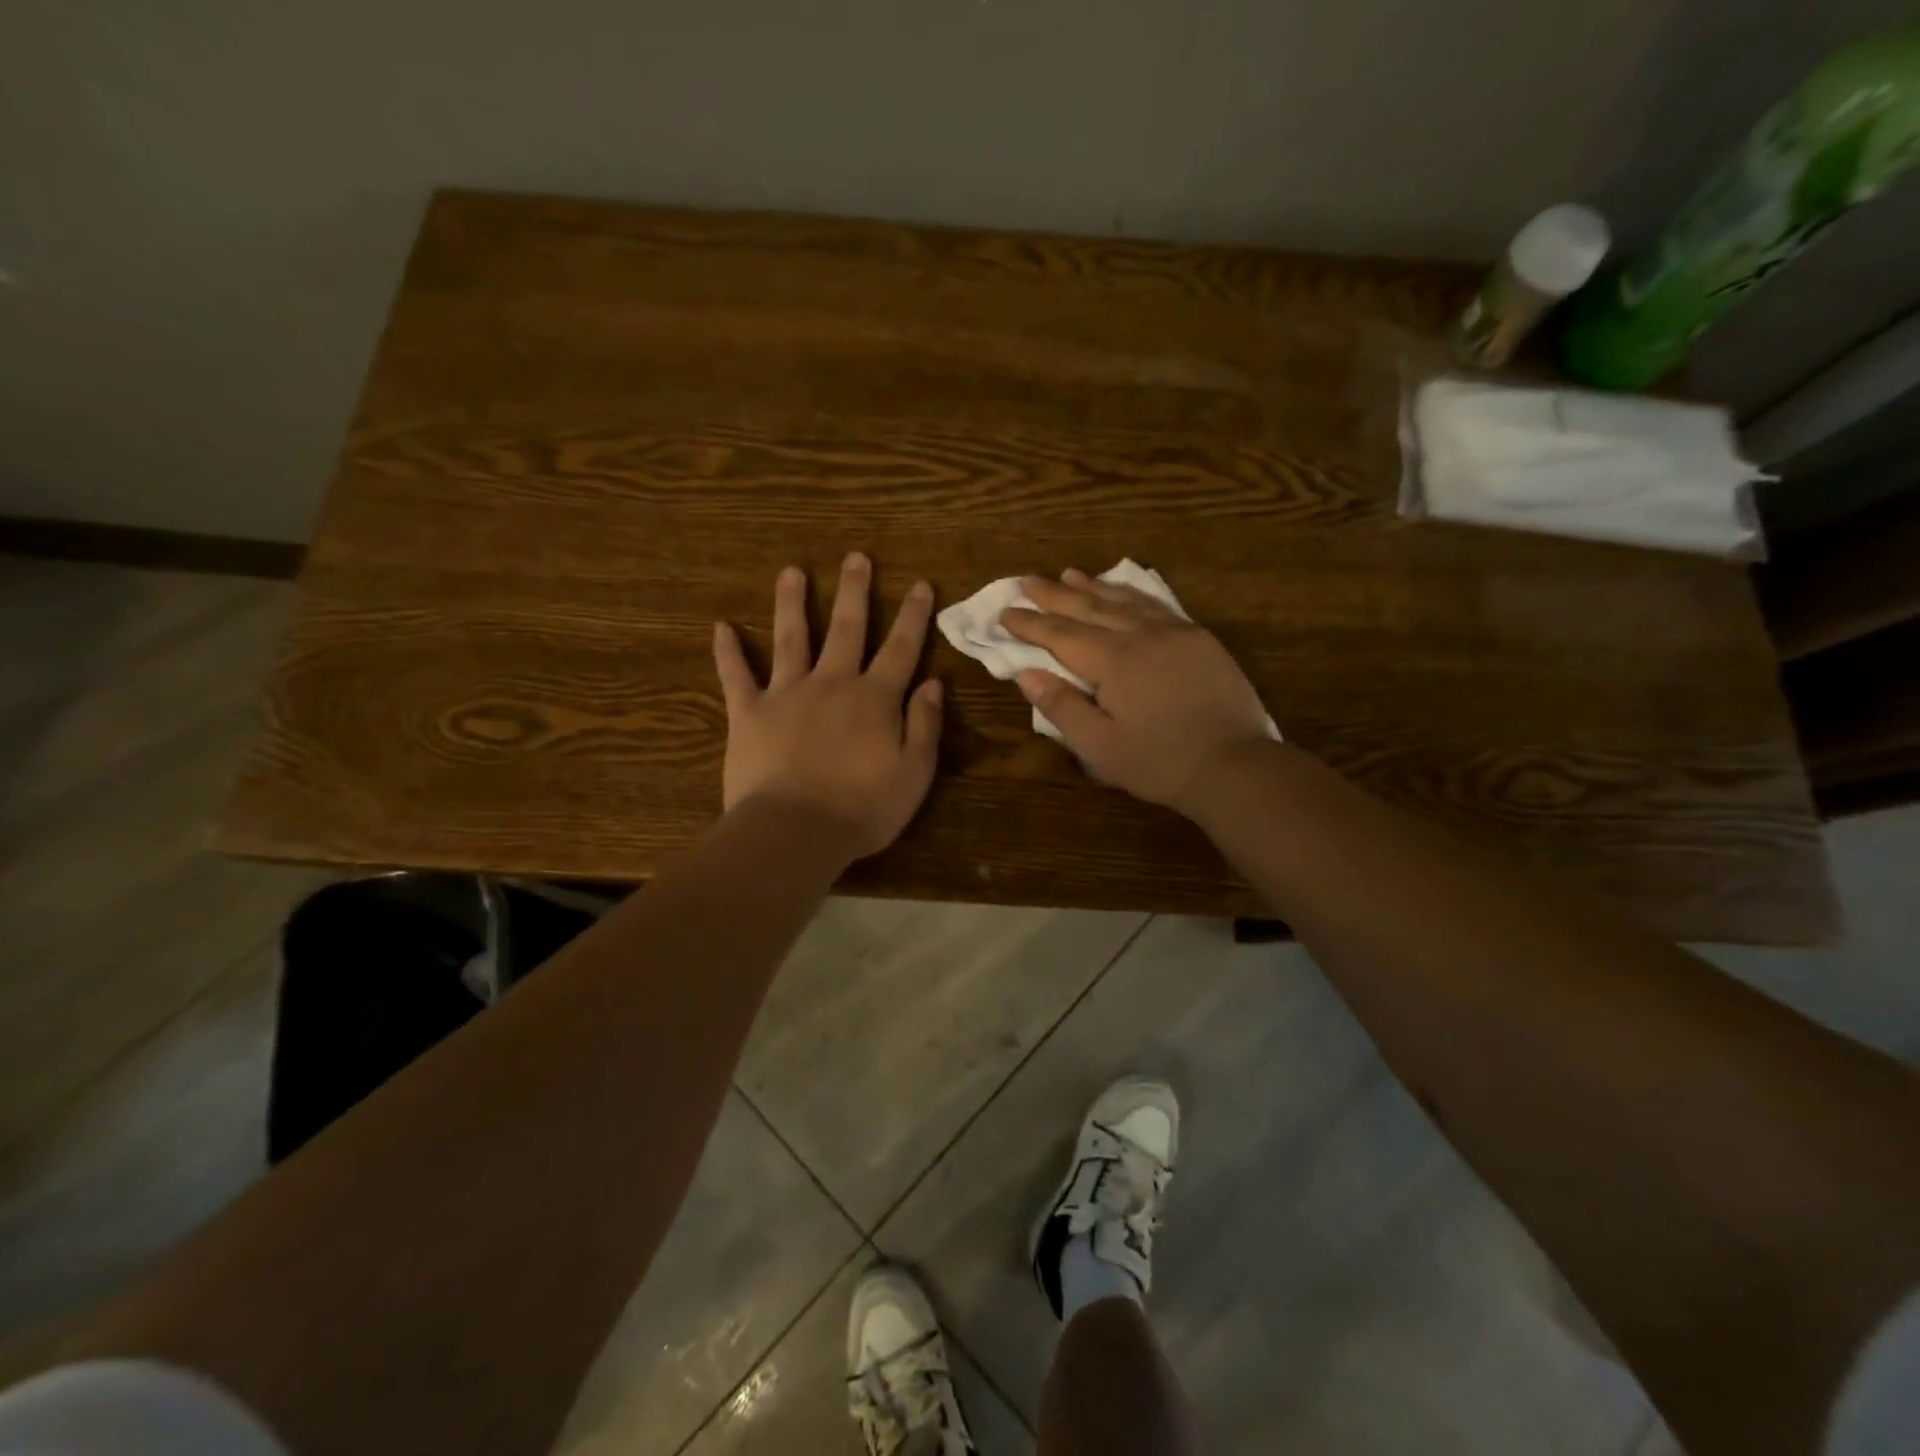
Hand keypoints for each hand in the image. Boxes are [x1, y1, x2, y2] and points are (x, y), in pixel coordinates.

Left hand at [713, 554, 943, 858]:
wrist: (794, 832)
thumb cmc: (861, 810)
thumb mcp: (914, 774)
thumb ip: (924, 726)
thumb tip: (932, 683)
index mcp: (874, 700)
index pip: (901, 649)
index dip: (913, 616)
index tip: (920, 584)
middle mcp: (832, 684)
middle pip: (847, 629)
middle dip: (855, 592)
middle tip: (856, 557)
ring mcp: (787, 694)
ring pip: (791, 638)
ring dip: (792, 602)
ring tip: (791, 571)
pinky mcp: (749, 712)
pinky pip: (736, 675)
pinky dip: (728, 651)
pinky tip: (721, 626)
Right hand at [1001, 569, 1271, 813]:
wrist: (1235, 765)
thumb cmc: (1159, 763)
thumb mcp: (1100, 746)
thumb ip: (1062, 707)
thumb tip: (1026, 673)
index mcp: (1113, 662)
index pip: (1060, 635)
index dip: (1029, 624)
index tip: (1004, 612)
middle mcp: (1140, 636)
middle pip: (1088, 608)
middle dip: (1053, 595)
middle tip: (1026, 580)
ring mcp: (1174, 632)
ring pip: (1123, 601)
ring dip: (1091, 587)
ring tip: (1067, 574)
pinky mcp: (1199, 639)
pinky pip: (1156, 605)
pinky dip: (1131, 593)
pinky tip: (1122, 590)